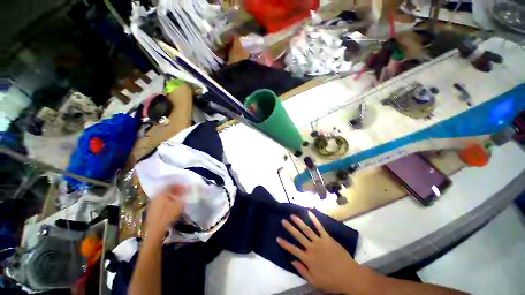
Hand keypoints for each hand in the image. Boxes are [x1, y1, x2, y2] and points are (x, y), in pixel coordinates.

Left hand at [145, 186, 185, 240]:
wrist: (156, 231)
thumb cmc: (168, 215)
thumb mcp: (179, 204)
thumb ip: (183, 196)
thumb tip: (187, 189)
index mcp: (161, 193)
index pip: (170, 185)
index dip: (179, 185)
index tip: (186, 187)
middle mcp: (155, 196)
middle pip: (166, 190)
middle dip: (175, 190)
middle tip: (183, 192)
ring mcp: (152, 204)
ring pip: (163, 196)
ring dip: (171, 196)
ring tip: (178, 199)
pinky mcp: (151, 210)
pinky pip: (161, 202)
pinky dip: (167, 201)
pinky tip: (172, 205)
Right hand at [277, 211, 364, 293]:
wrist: (349, 276)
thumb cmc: (331, 281)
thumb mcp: (314, 282)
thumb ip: (302, 271)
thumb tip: (292, 261)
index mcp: (308, 259)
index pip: (293, 250)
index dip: (284, 244)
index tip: (277, 238)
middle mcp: (311, 248)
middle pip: (298, 236)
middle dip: (289, 228)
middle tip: (283, 221)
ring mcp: (319, 241)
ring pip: (307, 230)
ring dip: (299, 222)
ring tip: (292, 216)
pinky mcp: (327, 238)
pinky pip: (320, 227)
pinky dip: (314, 219)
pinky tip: (309, 212)